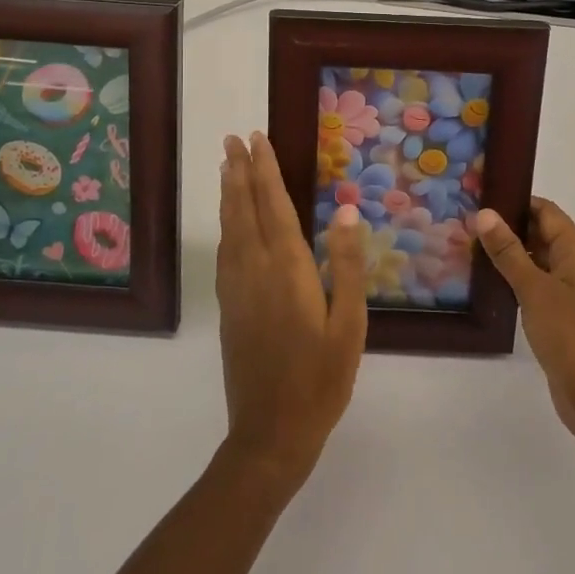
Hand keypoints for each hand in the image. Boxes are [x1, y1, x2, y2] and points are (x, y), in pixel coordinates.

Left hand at [215, 133, 367, 490]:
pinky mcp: (228, 308)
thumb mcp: (349, 325)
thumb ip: (348, 266)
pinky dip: (226, 225)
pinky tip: (228, 222)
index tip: (256, 139)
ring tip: (227, 167)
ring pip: (230, 229)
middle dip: (239, 172)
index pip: (274, 206)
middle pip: (244, 210)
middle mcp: (255, 270)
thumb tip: (347, 211)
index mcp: (288, 270)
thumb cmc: (321, 379)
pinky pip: (225, 252)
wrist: (271, 433)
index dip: (265, 170)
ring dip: (229, 194)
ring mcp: (237, 289)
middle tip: (232, 140)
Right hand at [475, 198, 574, 448]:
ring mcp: (570, 294)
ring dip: (510, 254)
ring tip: (470, 247)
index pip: (548, 212)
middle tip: (468, 221)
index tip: (484, 195)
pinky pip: (536, 286)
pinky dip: (515, 279)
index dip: (519, 200)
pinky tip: (488, 283)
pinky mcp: (561, 317)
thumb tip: (485, 213)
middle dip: (509, 226)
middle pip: (543, 234)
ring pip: (537, 261)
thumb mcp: (535, 289)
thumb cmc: (569, 335)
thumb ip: (509, 251)